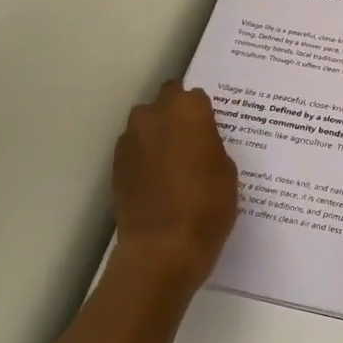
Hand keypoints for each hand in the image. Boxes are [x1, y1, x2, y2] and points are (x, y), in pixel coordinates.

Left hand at [111, 81, 239, 296]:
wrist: (162, 247)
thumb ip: (211, 144)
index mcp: (188, 111)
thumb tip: (199, 142)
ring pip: (145, 123)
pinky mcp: (116, 164)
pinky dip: (144, 155)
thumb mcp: (227, 171)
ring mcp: (130, 139)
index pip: (195, 95)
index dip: (203, 112)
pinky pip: (134, 148)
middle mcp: (154, 115)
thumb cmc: (207, 205)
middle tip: (192, 140)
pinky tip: (157, 180)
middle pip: (166, 100)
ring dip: (157, 133)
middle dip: (176, 113)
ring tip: (172, 161)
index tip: (210, 129)